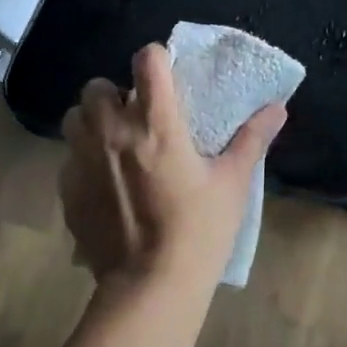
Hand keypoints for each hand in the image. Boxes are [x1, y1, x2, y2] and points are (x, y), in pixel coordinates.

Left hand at [59, 44, 287, 291]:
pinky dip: (84, 158)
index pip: (147, 60)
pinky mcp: (67, 189)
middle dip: (116, 93)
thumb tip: (279, 108)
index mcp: (156, 122)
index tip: (167, 74)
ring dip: (93, 121)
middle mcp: (112, 131)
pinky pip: (69, 157)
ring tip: (115, 144)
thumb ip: (252, 139)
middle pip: (98, 85)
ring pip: (75, 117)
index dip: (157, 59)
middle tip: (138, 117)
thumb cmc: (199, 230)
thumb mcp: (232, 183)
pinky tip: (105, 183)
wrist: (150, 287)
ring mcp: (83, 159)